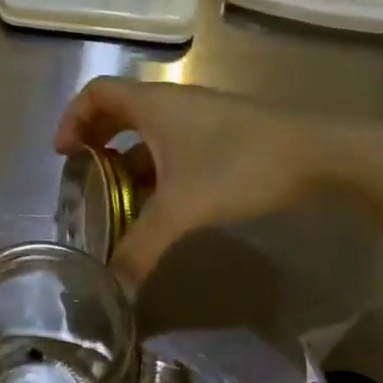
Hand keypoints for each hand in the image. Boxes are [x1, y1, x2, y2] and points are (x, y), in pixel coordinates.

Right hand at [55, 78, 326, 284]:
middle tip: (84, 176)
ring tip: (117, 197)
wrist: (319, 154)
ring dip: (126, 159)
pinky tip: (160, 202)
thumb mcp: (182, 209)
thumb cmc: (240, 166)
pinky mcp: (221, 134)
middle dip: (95, 141)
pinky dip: (155, 167)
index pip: (96, 93)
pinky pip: (172, 145)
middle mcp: (172, 103)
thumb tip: (114, 289)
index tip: (64, 155)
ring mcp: (199, 117)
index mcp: (153, 105)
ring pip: (147, 131)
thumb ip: (141, 248)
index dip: (72, 119)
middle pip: (118, 110)